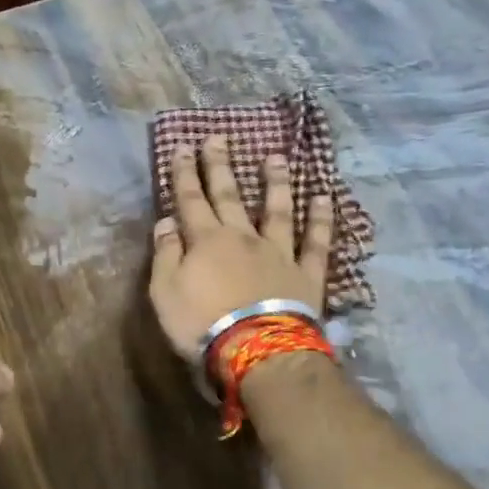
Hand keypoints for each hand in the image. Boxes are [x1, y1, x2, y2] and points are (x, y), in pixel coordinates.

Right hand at [149, 135, 332, 360]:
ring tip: (275, 157)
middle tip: (218, 137)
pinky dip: (320, 219)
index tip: (183, 147)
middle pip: (230, 196)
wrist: (256, 351)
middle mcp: (243, 237)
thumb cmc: (202, 324)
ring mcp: (278, 252)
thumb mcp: (165, 292)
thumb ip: (165, 254)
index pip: (191, 200)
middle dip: (221, 166)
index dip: (185, 173)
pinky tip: (323, 197)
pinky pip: (315, 242)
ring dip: (275, 182)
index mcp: (207, 241)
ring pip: (277, 210)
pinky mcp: (306, 274)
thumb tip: (166, 221)